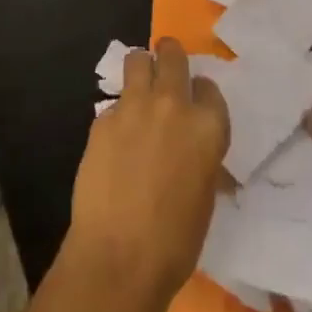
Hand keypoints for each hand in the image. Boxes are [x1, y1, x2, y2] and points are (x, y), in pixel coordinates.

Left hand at [65, 38, 229, 311]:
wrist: (120, 257)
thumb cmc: (175, 241)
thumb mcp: (204, 196)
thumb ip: (200, 158)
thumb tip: (192, 153)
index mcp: (207, 127)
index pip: (209, 88)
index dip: (201, 93)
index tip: (195, 101)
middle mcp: (173, 106)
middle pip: (172, 55)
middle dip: (170, 55)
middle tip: (166, 64)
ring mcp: (134, 108)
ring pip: (137, 60)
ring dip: (141, 68)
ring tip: (138, 84)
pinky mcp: (102, 119)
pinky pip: (114, 102)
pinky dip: (118, 112)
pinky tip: (115, 139)